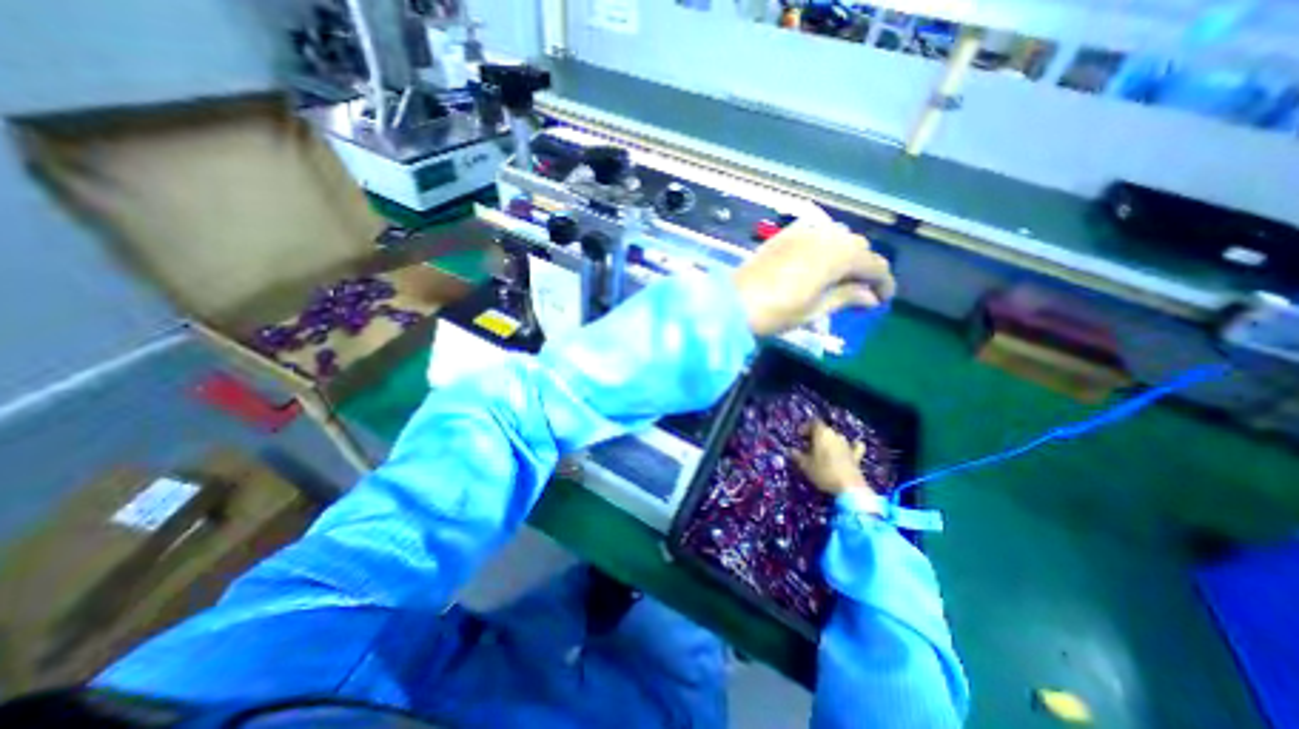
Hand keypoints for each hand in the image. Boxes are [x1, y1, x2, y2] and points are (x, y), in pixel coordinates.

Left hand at [729, 205, 895, 334]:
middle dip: (865, 268)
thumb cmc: (777, 311)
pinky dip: (826, 245)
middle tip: (861, 291)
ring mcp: (804, 231)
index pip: (874, 264)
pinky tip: (819, 261)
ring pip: (839, 236)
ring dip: (846, 254)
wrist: (734, 302)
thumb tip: (871, 297)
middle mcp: (826, 236)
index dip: (884, 282)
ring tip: (840, 277)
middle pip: (858, 247)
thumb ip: (846, 298)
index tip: (884, 299)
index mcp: (838, 256)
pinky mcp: (786, 233)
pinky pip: (817, 232)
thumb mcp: (815, 310)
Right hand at [791, 421, 871, 499]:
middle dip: (816, 436)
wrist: (849, 488)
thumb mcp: (804, 465)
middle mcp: (835, 435)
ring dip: (829, 442)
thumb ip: (797, 455)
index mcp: (822, 433)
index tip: (799, 436)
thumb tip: (792, 450)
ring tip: (822, 452)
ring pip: (836, 438)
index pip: (813, 423)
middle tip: (807, 445)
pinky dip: (850, 447)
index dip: (805, 427)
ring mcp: (847, 445)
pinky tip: (847, 450)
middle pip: (824, 430)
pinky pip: (854, 446)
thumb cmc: (823, 472)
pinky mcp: (856, 456)